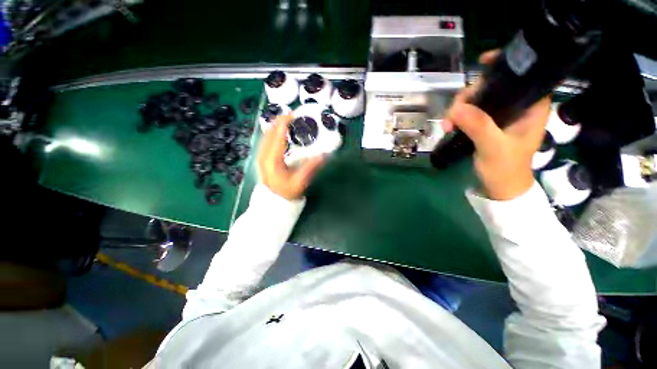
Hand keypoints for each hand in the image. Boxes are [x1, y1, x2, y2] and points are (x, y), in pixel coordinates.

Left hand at [257, 115, 324, 199]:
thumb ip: (311, 168)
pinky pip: (267, 139)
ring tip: (290, 122)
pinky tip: (282, 133)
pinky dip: (275, 132)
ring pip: (267, 133)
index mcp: (273, 159)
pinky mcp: (262, 156)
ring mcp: (261, 155)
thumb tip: (324, 156)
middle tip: (296, 117)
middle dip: (282, 120)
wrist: (273, 201)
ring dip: (278, 125)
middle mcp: (264, 154)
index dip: (285, 121)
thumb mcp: (300, 182)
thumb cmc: (286, 192)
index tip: (296, 114)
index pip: (278, 133)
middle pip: (270, 130)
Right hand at [442, 50, 550, 200]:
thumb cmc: (506, 169)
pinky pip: (470, 112)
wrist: (499, 187)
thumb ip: (479, 126)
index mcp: (530, 106)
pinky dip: (458, 116)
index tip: (483, 62)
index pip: (523, 75)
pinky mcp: (486, 124)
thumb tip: (456, 108)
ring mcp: (499, 115)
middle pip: (492, 85)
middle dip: (470, 95)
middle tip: (454, 112)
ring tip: (447, 125)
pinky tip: (450, 125)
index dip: (504, 64)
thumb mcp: (493, 148)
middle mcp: (516, 106)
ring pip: (477, 99)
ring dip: (459, 108)